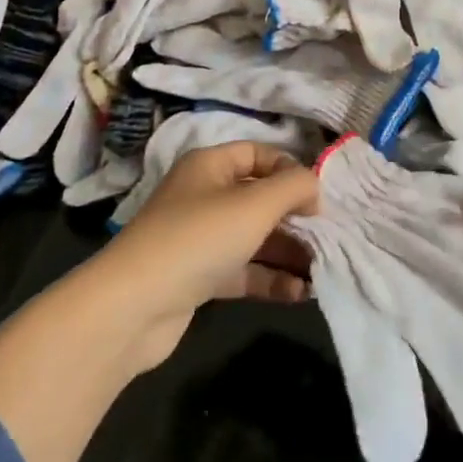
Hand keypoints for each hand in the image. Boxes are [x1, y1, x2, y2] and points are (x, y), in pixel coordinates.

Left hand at [91, 141, 319, 372]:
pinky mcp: (199, 277)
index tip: (319, 196)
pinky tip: (300, 293)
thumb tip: (314, 186)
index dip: (290, 170)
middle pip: (259, 198)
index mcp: (210, 165)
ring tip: (323, 270)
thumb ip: (293, 187)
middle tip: (329, 237)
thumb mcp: (254, 205)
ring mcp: (200, 238)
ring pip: (254, 237)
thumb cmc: (199, 238)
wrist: (133, 307)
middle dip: (295, 217)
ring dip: (288, 252)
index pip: (259, 154)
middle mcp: (204, 196)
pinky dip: (270, 279)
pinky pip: (243, 271)